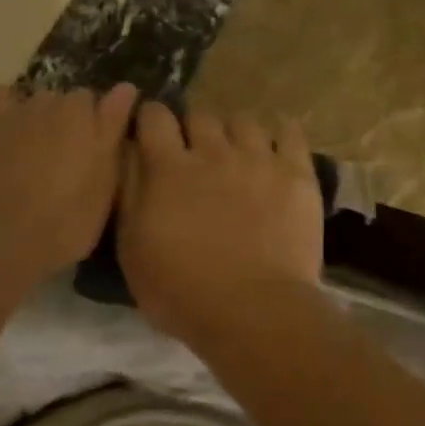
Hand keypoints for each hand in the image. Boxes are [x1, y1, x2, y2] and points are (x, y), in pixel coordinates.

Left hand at [0, 83, 137, 294]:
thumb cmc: (59, 226)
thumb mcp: (102, 186)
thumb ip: (112, 130)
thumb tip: (126, 87)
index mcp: (75, 116)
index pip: (88, 99)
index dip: (88, 122)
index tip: (88, 147)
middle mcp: (34, 104)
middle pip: (48, 96)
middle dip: (52, 116)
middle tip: (52, 153)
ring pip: (4, 93)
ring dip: (10, 107)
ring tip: (12, 138)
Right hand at [116, 104, 324, 339]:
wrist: (253, 311)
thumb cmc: (182, 291)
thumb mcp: (133, 249)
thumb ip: (129, 193)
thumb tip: (129, 151)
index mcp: (168, 168)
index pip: (155, 117)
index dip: (151, 118)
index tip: (152, 131)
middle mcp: (213, 151)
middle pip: (200, 114)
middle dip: (194, 127)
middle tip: (196, 151)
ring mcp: (258, 159)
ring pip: (243, 120)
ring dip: (235, 132)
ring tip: (238, 153)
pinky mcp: (296, 173)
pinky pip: (290, 133)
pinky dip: (281, 132)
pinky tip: (278, 142)